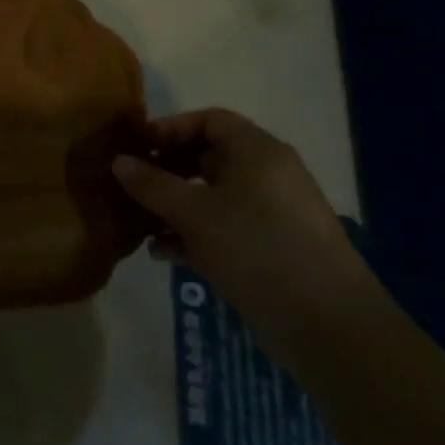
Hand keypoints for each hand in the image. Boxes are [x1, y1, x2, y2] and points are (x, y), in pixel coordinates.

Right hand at [112, 110, 378, 353]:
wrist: (326, 323)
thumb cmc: (255, 248)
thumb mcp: (193, 213)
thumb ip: (152, 184)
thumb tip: (119, 161)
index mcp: (257, 153)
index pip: (210, 120)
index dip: (171, 128)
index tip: (138, 147)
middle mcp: (267, 176)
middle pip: (209, 157)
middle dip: (167, 170)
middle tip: (132, 185)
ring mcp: (271, 214)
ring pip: (213, 196)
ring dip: (174, 206)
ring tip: (139, 223)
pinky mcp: (270, 249)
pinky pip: (224, 228)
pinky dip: (194, 234)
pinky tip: (164, 253)